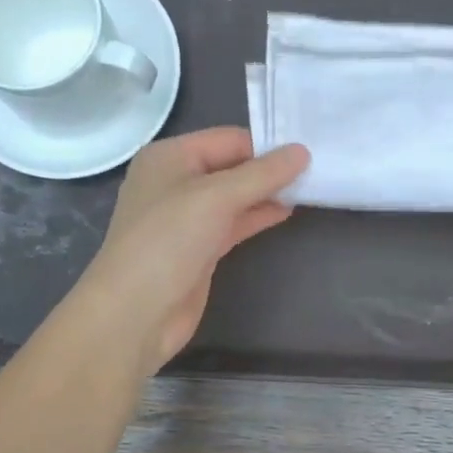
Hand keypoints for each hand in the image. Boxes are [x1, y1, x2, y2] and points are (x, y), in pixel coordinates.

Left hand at [82, 128, 309, 371]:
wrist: (136, 312)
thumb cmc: (168, 242)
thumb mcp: (216, 198)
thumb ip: (262, 174)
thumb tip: (302, 151)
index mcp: (169, 156)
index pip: (228, 139)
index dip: (266, 145)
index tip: (308, 152)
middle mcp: (175, 181)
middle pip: (232, 166)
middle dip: (269, 169)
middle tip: (317, 169)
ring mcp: (186, 217)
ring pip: (234, 196)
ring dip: (267, 193)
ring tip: (310, 190)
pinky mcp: (198, 248)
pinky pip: (233, 223)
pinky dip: (257, 216)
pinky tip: (286, 212)